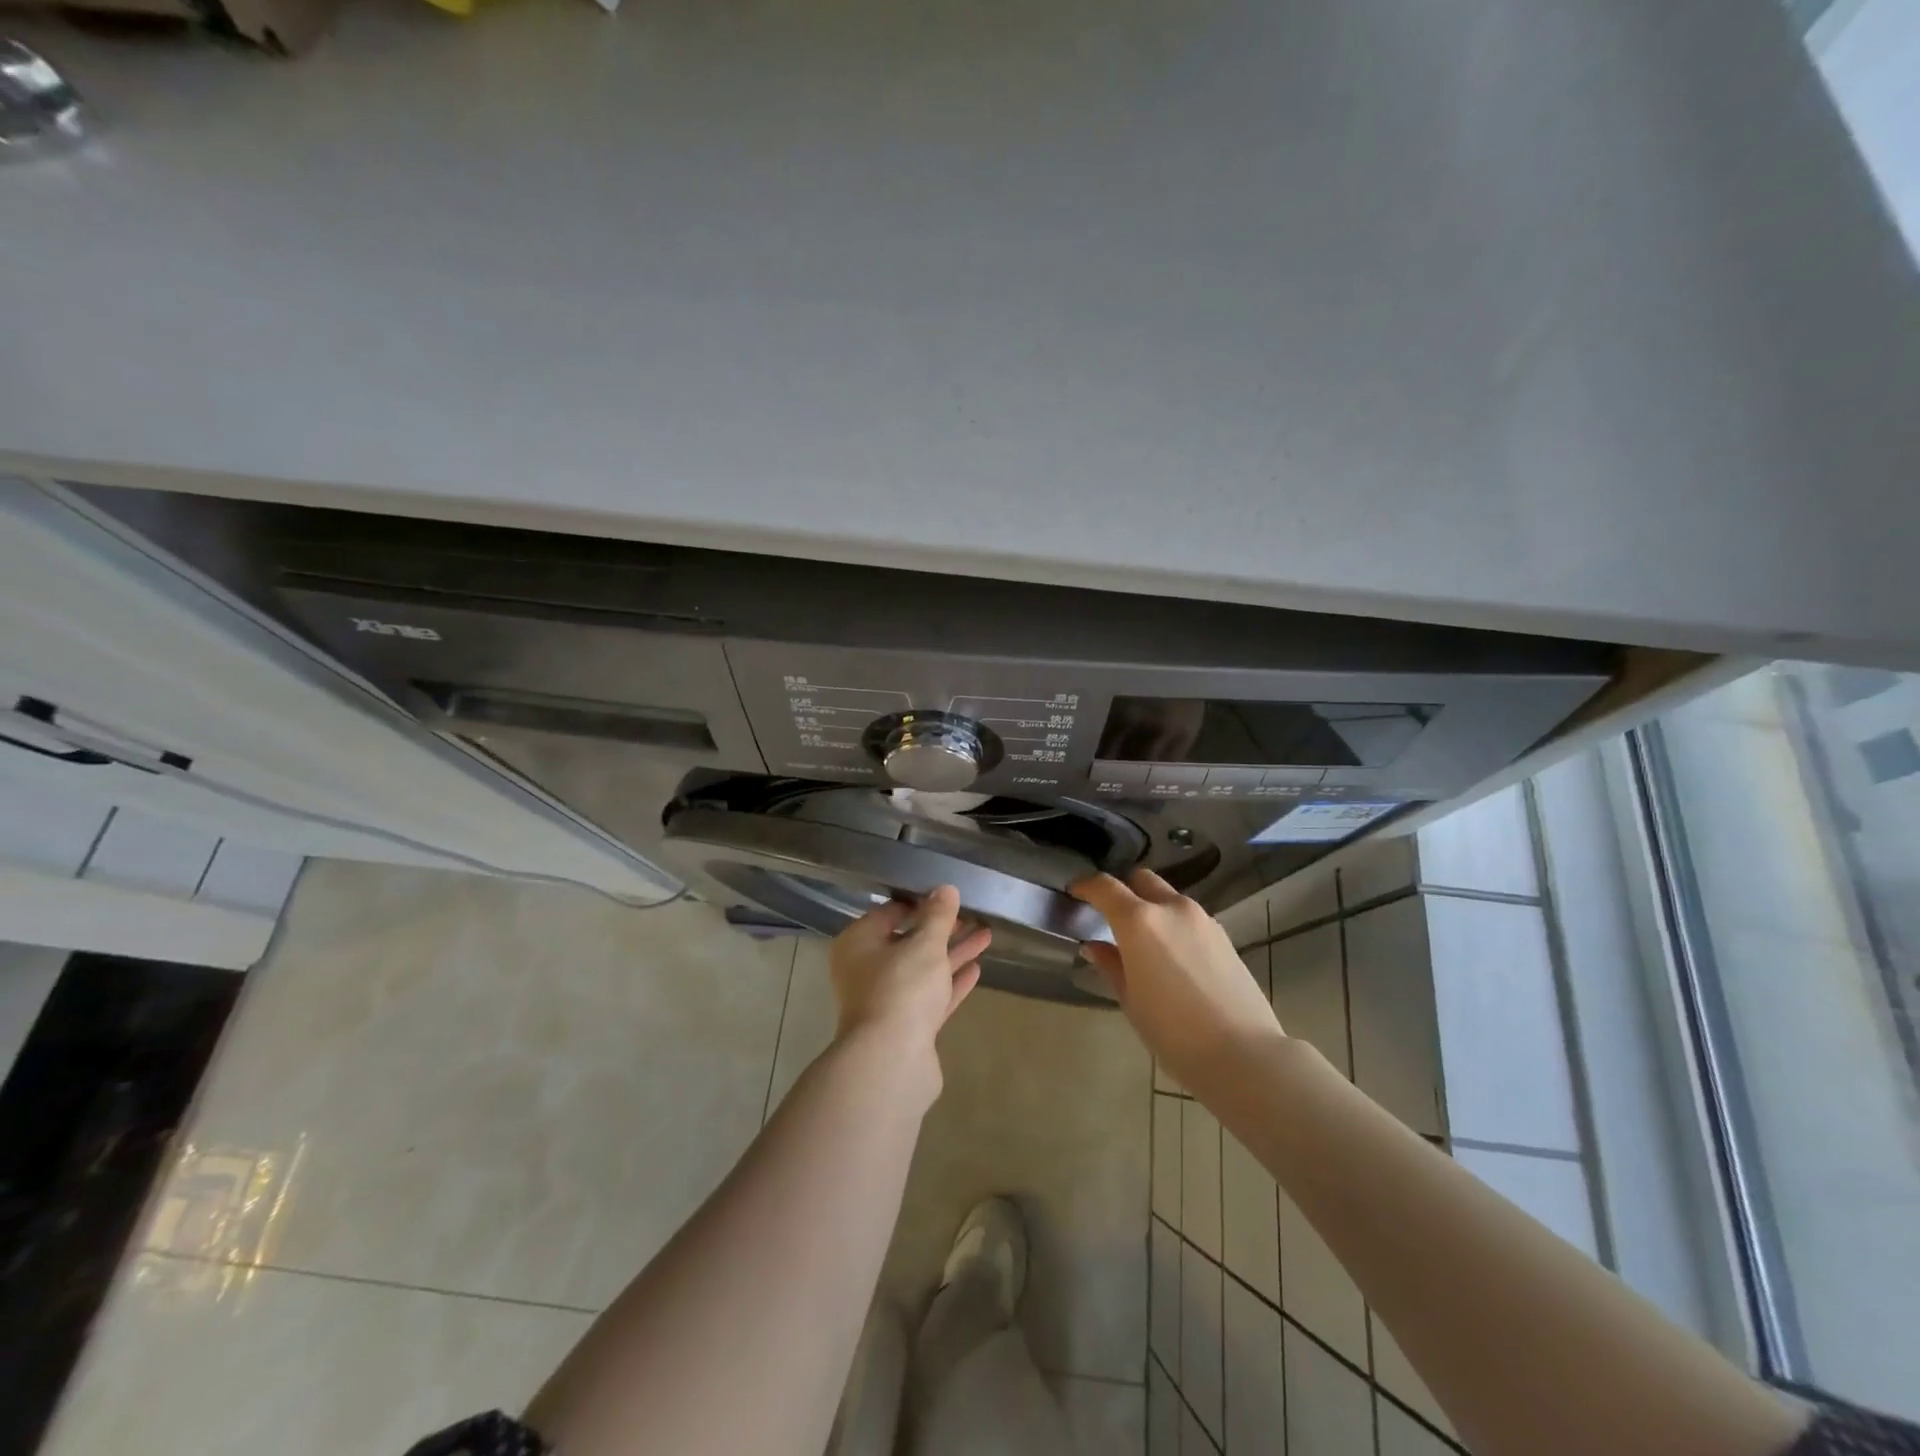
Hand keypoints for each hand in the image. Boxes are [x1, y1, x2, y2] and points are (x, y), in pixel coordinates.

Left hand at [829, 886, 989, 1059]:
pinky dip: (951, 982)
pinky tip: (976, 969)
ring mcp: (886, 1001)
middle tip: (971, 915)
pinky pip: (931, 996)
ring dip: (953, 954)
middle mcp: (867, 970)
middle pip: (908, 942)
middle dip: (941, 930)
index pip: (888, 913)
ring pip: (923, 970)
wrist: (892, 1061)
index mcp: (858, 944)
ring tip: (985, 936)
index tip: (946, 896)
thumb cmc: (901, 989)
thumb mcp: (925, 945)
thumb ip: (938, 916)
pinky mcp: (906, 1027)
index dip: (918, 903)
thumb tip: (946, 888)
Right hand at [1072, 869, 1284, 1094]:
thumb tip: (1095, 946)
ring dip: (1151, 908)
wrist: (1243, 1054)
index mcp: (1139, 921)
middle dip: (1123, 890)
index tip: (1075, 891)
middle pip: (1141, 880)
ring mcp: (1202, 919)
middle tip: (1111, 915)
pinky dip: (1174, 924)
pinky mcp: (1224, 936)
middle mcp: (1171, 908)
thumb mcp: (1130, 1000)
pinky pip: (1189, 917)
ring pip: (1168, 898)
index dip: (1086, 885)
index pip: (1105, 887)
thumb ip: (1110, 965)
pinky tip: (1173, 957)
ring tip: (1144, 942)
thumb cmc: (1173, 1032)